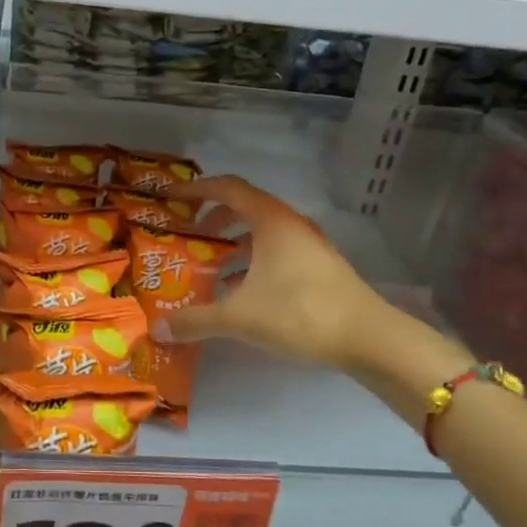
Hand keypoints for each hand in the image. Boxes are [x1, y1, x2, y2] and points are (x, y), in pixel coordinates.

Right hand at [157, 176, 474, 412]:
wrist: (369, 338)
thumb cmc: (300, 313)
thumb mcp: (240, 317)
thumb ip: (196, 321)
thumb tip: (158, 329)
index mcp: (270, 220)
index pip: (227, 188)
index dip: (196, 190)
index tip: (171, 199)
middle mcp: (290, 224)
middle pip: (245, 207)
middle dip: (213, 219)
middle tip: (189, 236)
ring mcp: (309, 245)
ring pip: (262, 232)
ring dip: (234, 242)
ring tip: (210, 266)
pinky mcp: (319, 267)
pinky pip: (277, 251)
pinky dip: (253, 260)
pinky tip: (241, 291)